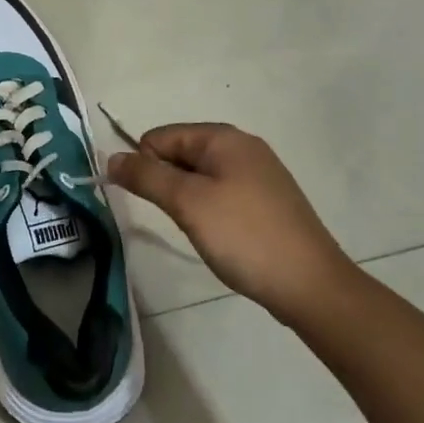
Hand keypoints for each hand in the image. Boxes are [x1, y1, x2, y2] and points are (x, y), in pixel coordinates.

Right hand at [108, 123, 354, 325]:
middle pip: (180, 153)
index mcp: (223, 137)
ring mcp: (259, 173)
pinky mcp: (268, 200)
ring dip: (188, 200)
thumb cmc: (244, 237)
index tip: (157, 203)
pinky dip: (210, 210)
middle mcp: (242, 146)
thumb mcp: (187, 203)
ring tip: (202, 230)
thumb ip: (146, 176)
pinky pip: (222, 192)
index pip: (160, 137)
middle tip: (180, 219)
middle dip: (169, 183)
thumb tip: (112, 158)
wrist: (311, 286)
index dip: (147, 166)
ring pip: (200, 176)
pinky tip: (222, 236)